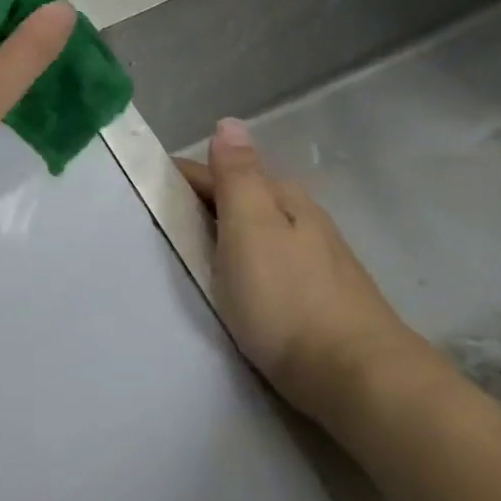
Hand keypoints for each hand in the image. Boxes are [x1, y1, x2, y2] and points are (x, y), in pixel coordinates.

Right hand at [176, 119, 430, 423]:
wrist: (357, 378)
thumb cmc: (288, 299)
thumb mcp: (251, 228)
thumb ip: (237, 176)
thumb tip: (229, 121)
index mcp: (283, 198)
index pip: (220, 172)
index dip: (180, 180)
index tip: (142, 194)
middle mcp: (303, 220)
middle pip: (240, 200)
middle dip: (200, 206)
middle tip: (157, 227)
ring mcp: (315, 259)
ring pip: (255, 231)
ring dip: (221, 235)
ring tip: (186, 256)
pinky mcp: (318, 296)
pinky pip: (266, 262)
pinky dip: (240, 262)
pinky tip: (232, 283)